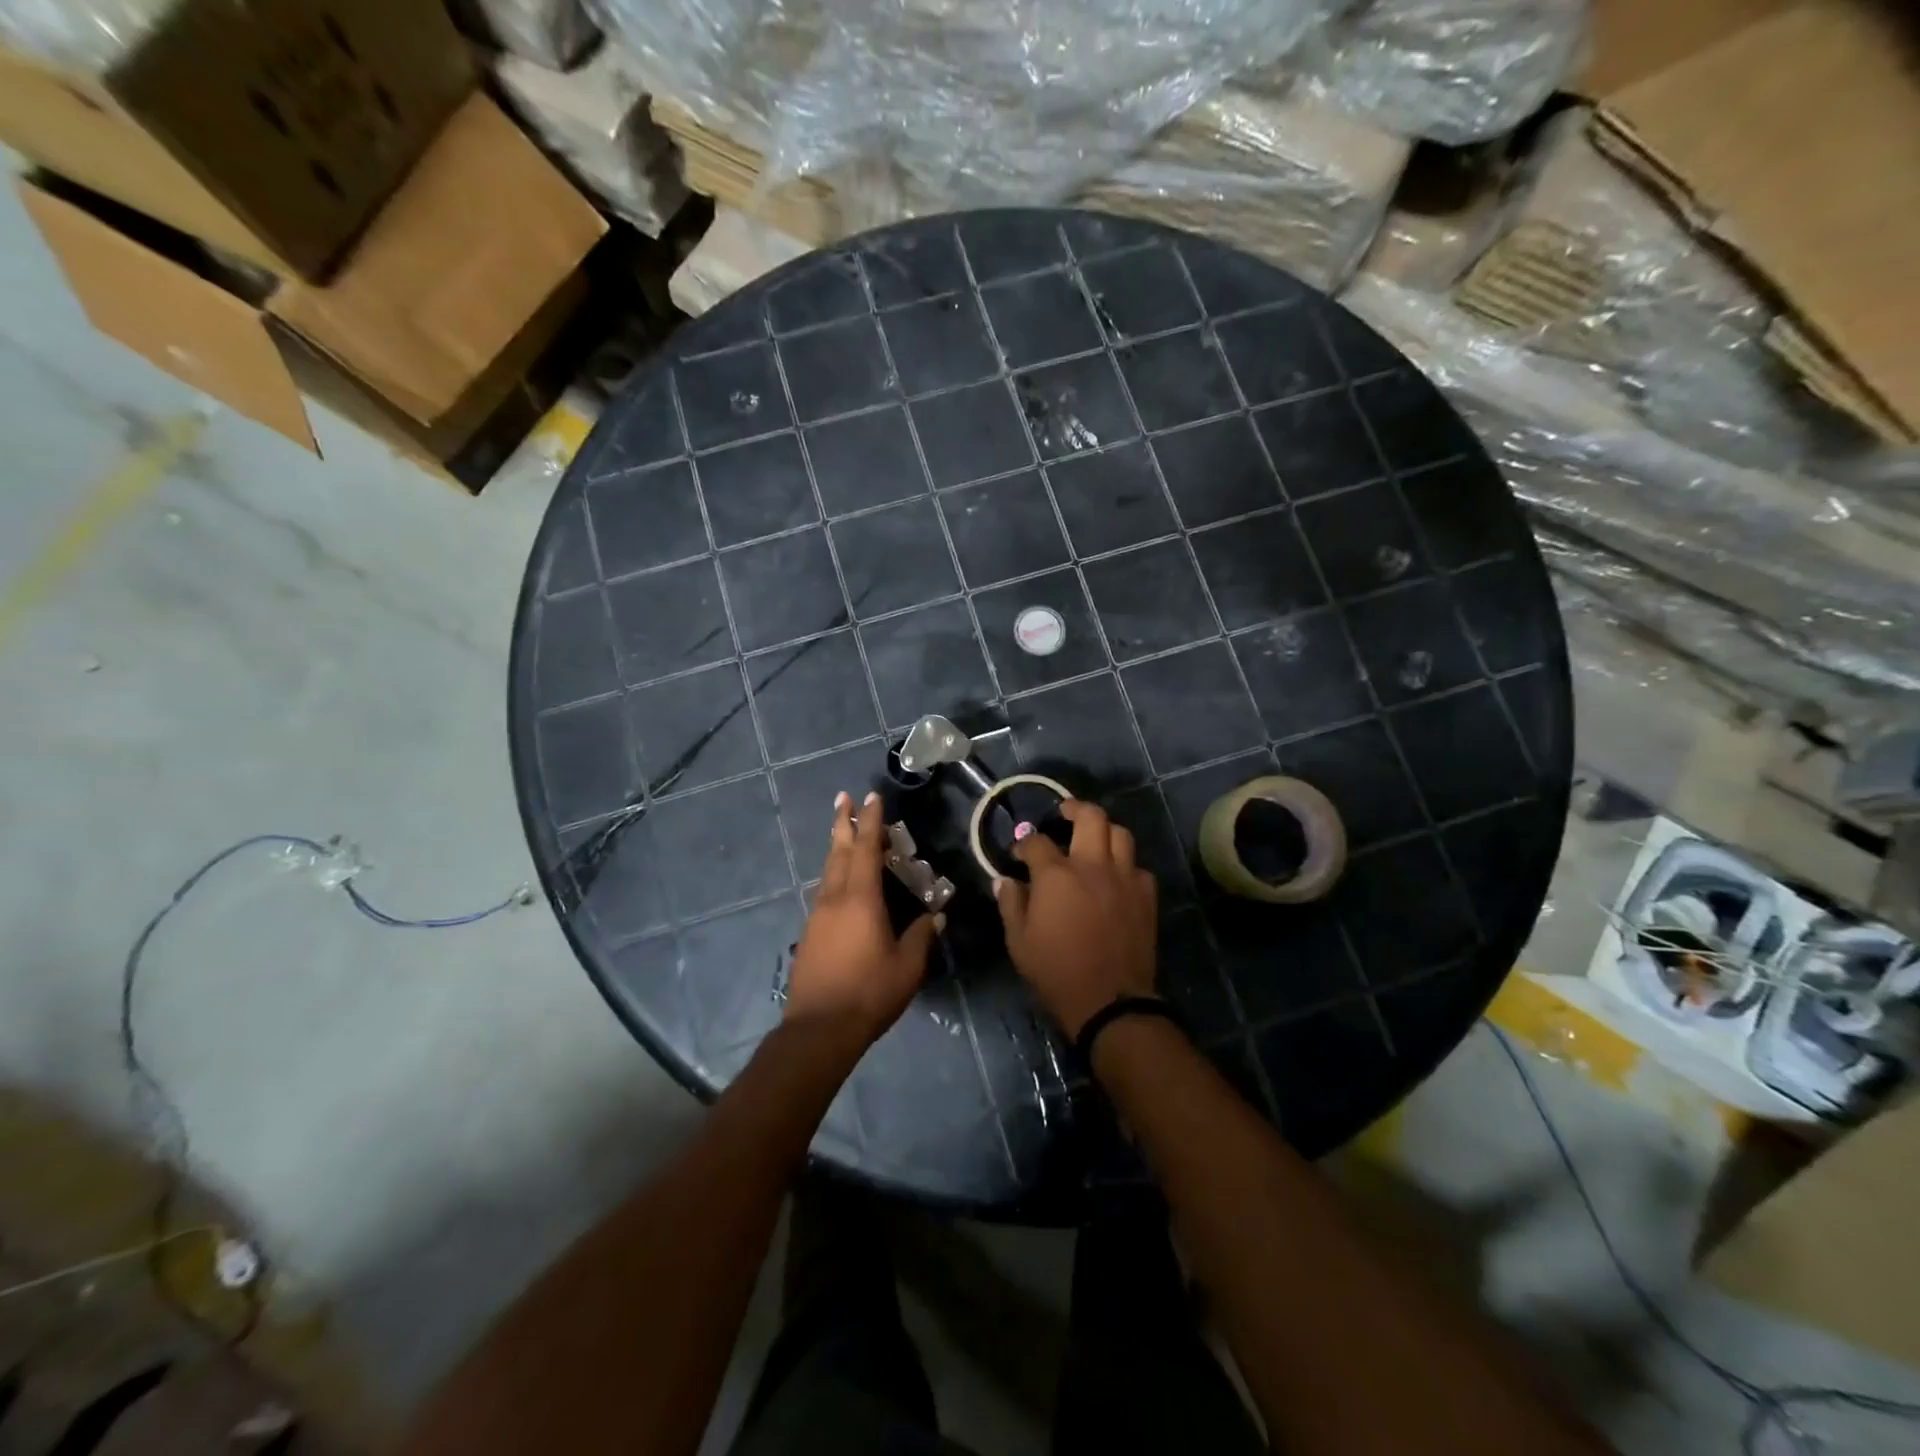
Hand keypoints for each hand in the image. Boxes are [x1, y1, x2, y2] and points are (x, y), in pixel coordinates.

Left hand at [786, 791, 940, 1052]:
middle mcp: (835, 898)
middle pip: (838, 851)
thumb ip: (922, 936)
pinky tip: (840, 882)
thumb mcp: (907, 966)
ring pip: (828, 870)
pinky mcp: (810, 933)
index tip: (870, 796)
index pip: (865, 849)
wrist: (818, 1029)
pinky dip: (834, 874)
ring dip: (837, 847)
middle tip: (844, 798)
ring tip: (844, 832)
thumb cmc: (868, 993)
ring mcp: (818, 915)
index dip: (871, 821)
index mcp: (860, 899)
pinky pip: (824, 891)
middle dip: (843, 822)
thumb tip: (935, 916)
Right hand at [994, 800, 1157, 1037]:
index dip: (1024, 843)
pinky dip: (1125, 865)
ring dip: (1104, 831)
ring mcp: (1124, 878)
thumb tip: (1004, 880)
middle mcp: (1092, 866)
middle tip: (1064, 813)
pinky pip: (1138, 867)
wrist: (1110, 1002)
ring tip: (1093, 839)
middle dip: (1074, 808)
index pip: (1037, 842)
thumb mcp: (1019, 942)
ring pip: (1120, 834)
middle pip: (1090, 816)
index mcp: (1056, 875)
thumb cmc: (1056, 972)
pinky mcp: (1146, 896)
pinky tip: (1116, 877)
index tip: (1019, 852)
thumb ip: (1011, 904)